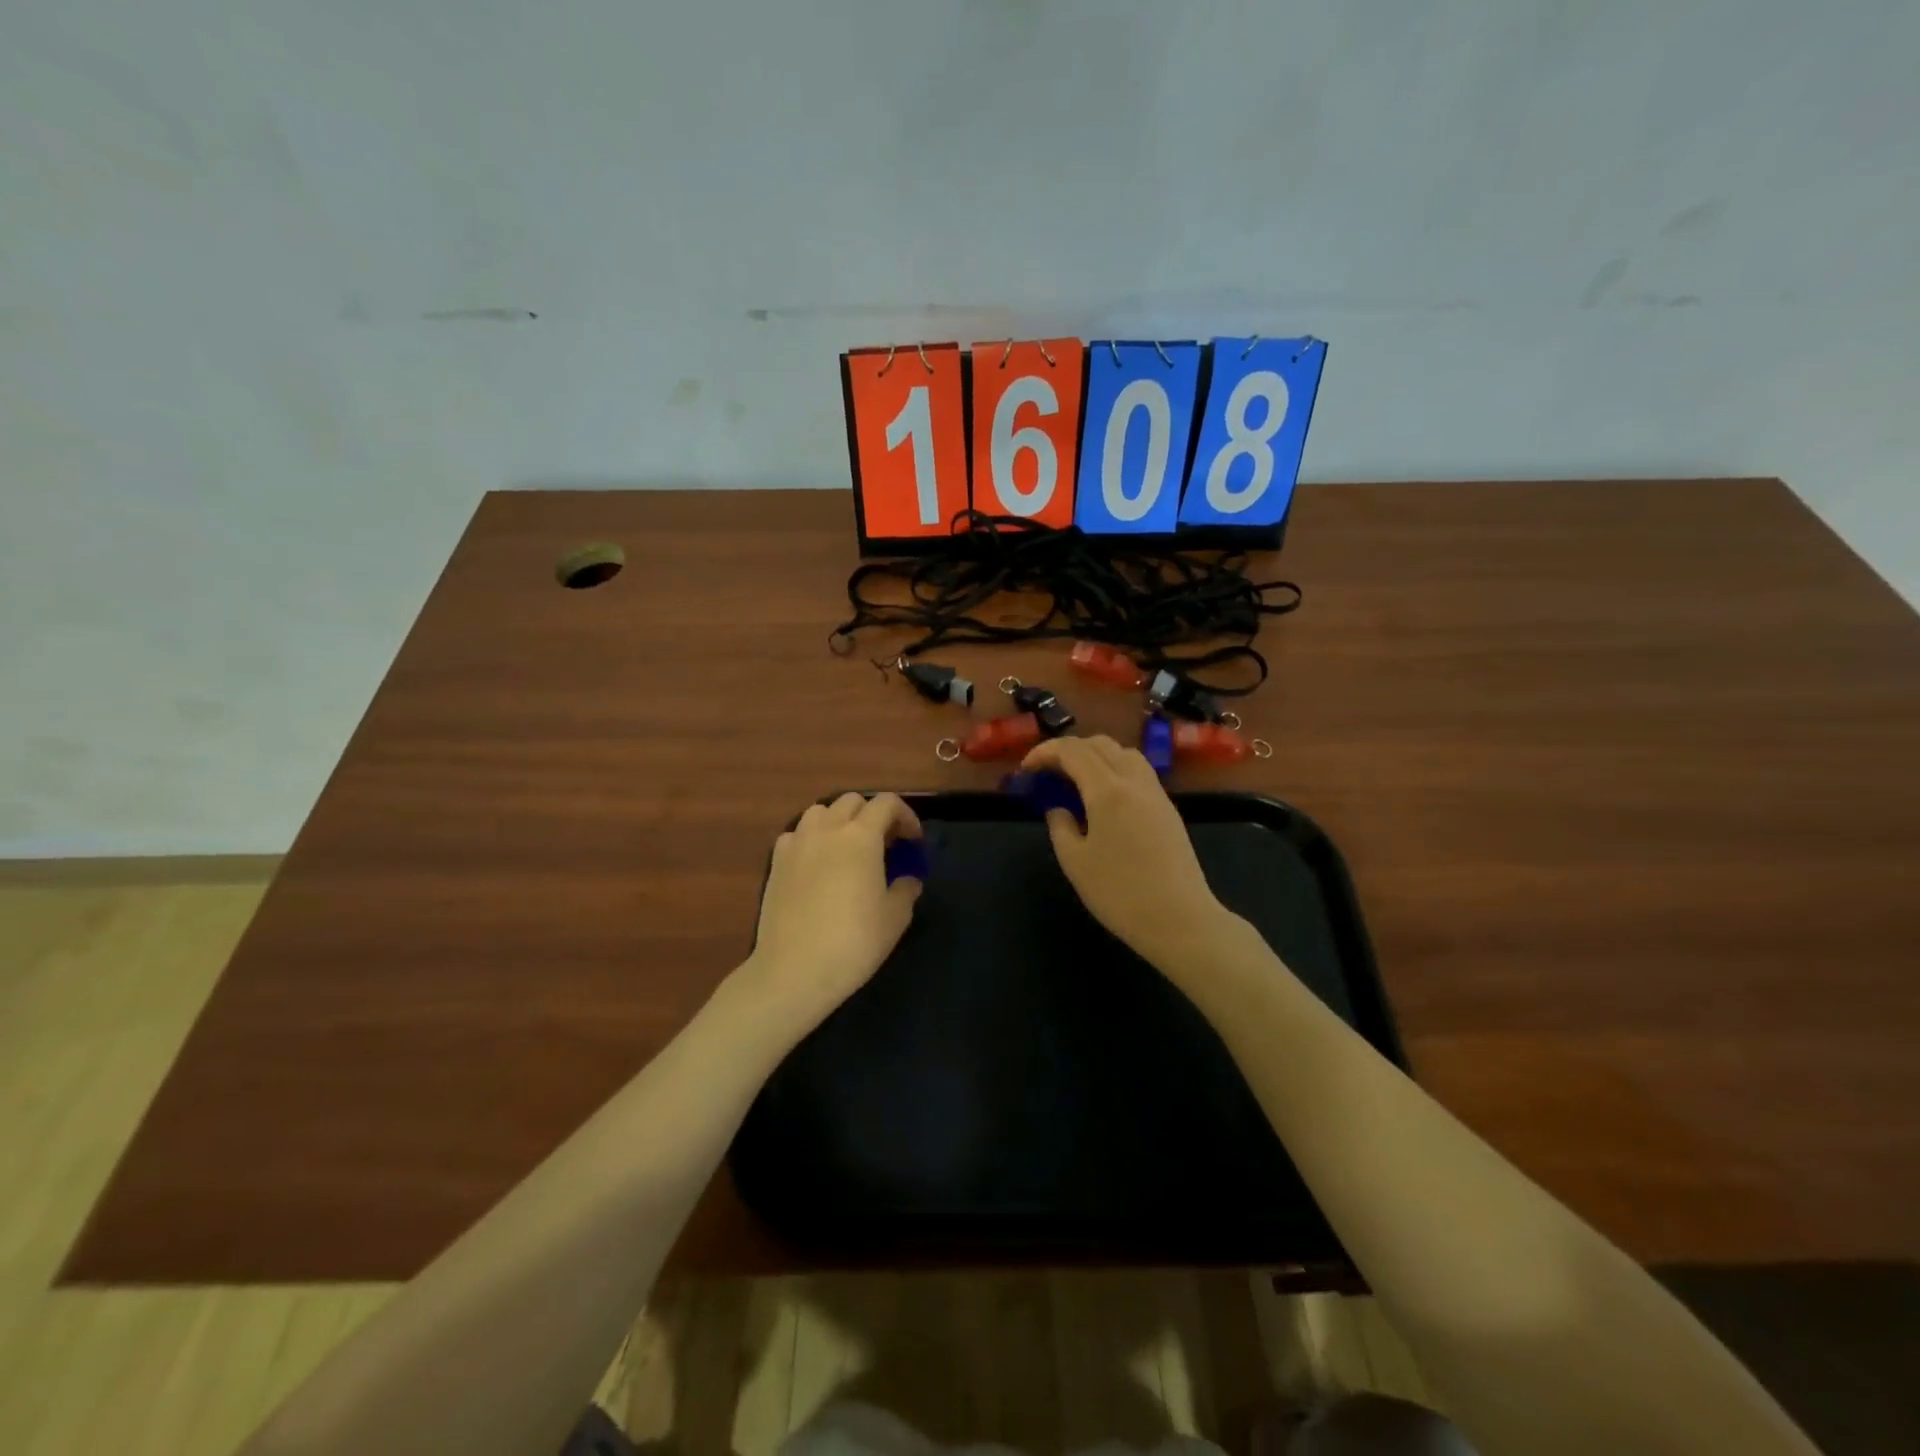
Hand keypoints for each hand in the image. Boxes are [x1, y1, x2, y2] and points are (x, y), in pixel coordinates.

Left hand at [745, 792, 923, 1025]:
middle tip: (884, 845)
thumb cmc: (853, 942)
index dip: (906, 816)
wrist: (793, 971)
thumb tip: (907, 879)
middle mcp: (827, 829)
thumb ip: (906, 889)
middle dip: (873, 815)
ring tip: (849, 849)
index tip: (913, 842)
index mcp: (861, 836)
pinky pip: (797, 834)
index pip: (887, 803)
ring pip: (821, 811)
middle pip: (852, 802)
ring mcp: (797, 843)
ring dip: (839, 821)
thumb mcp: (895, 918)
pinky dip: (812, 838)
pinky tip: (817, 864)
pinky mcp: (775, 862)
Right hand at [1021, 736, 1231, 969]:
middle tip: (1048, 771)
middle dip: (1068, 749)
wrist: (1179, 919)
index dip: (1044, 752)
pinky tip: (1104, 795)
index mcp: (1107, 790)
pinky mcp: (1168, 808)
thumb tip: (1058, 809)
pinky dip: (1115, 768)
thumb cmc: (1119, 893)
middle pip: (1100, 744)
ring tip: (1076, 778)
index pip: (1072, 751)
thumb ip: (1060, 827)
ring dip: (1095, 754)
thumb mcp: (1075, 863)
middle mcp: (1133, 781)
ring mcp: (1156, 792)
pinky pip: (1138, 771)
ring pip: (1123, 752)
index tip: (1026, 769)